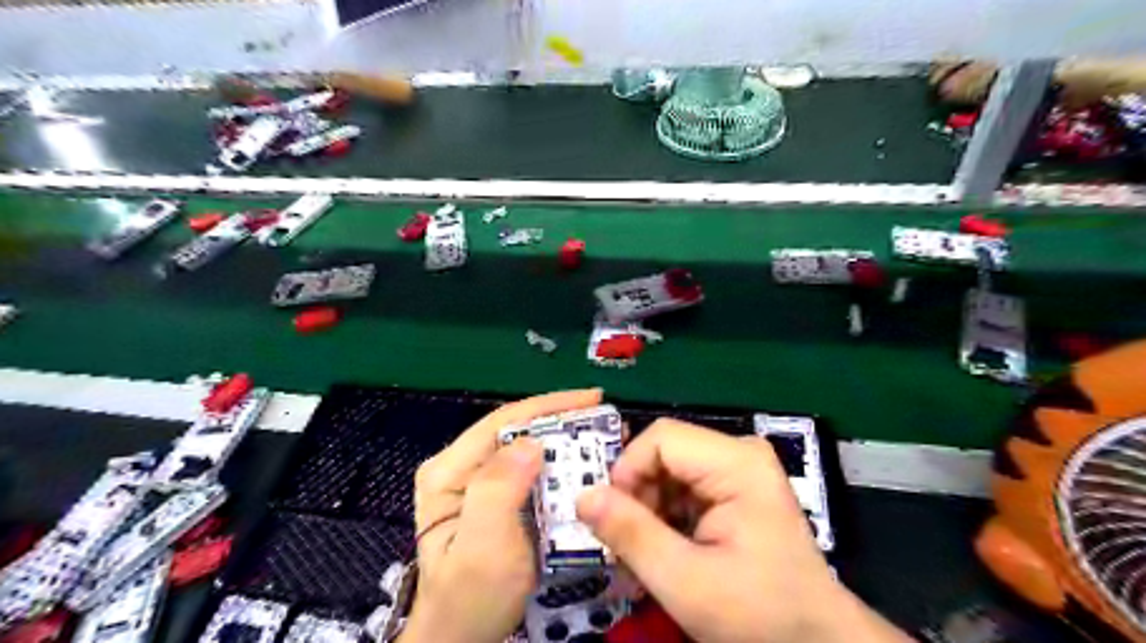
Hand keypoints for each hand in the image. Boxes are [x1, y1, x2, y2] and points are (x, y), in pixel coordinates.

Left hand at [400, 387, 603, 641]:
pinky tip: (583, 467)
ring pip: (526, 449)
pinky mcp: (493, 501)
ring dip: (564, 442)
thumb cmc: (471, 600)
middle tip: (606, 421)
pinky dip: (559, 467)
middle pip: (515, 431)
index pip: (502, 422)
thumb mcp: (483, 548)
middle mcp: (459, 468)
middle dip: (562, 422)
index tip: (593, 399)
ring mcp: (475, 484)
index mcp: (448, 471)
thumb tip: (531, 441)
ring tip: (602, 438)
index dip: (549, 406)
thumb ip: (498, 490)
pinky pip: (530, 473)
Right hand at [577, 419, 908, 642]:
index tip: (614, 519)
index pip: (661, 438)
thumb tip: (582, 497)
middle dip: (638, 496)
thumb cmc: (760, 614)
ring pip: (669, 470)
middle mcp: (739, 453)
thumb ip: (631, 535)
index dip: (628, 472)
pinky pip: (684, 485)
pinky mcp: (736, 487)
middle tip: (629, 545)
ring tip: (647, 554)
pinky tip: (668, 549)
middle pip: (664, 452)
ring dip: (649, 509)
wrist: (817, 642)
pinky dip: (666, 515)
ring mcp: (739, 469)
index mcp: (737, 463)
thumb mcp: (686, 582)